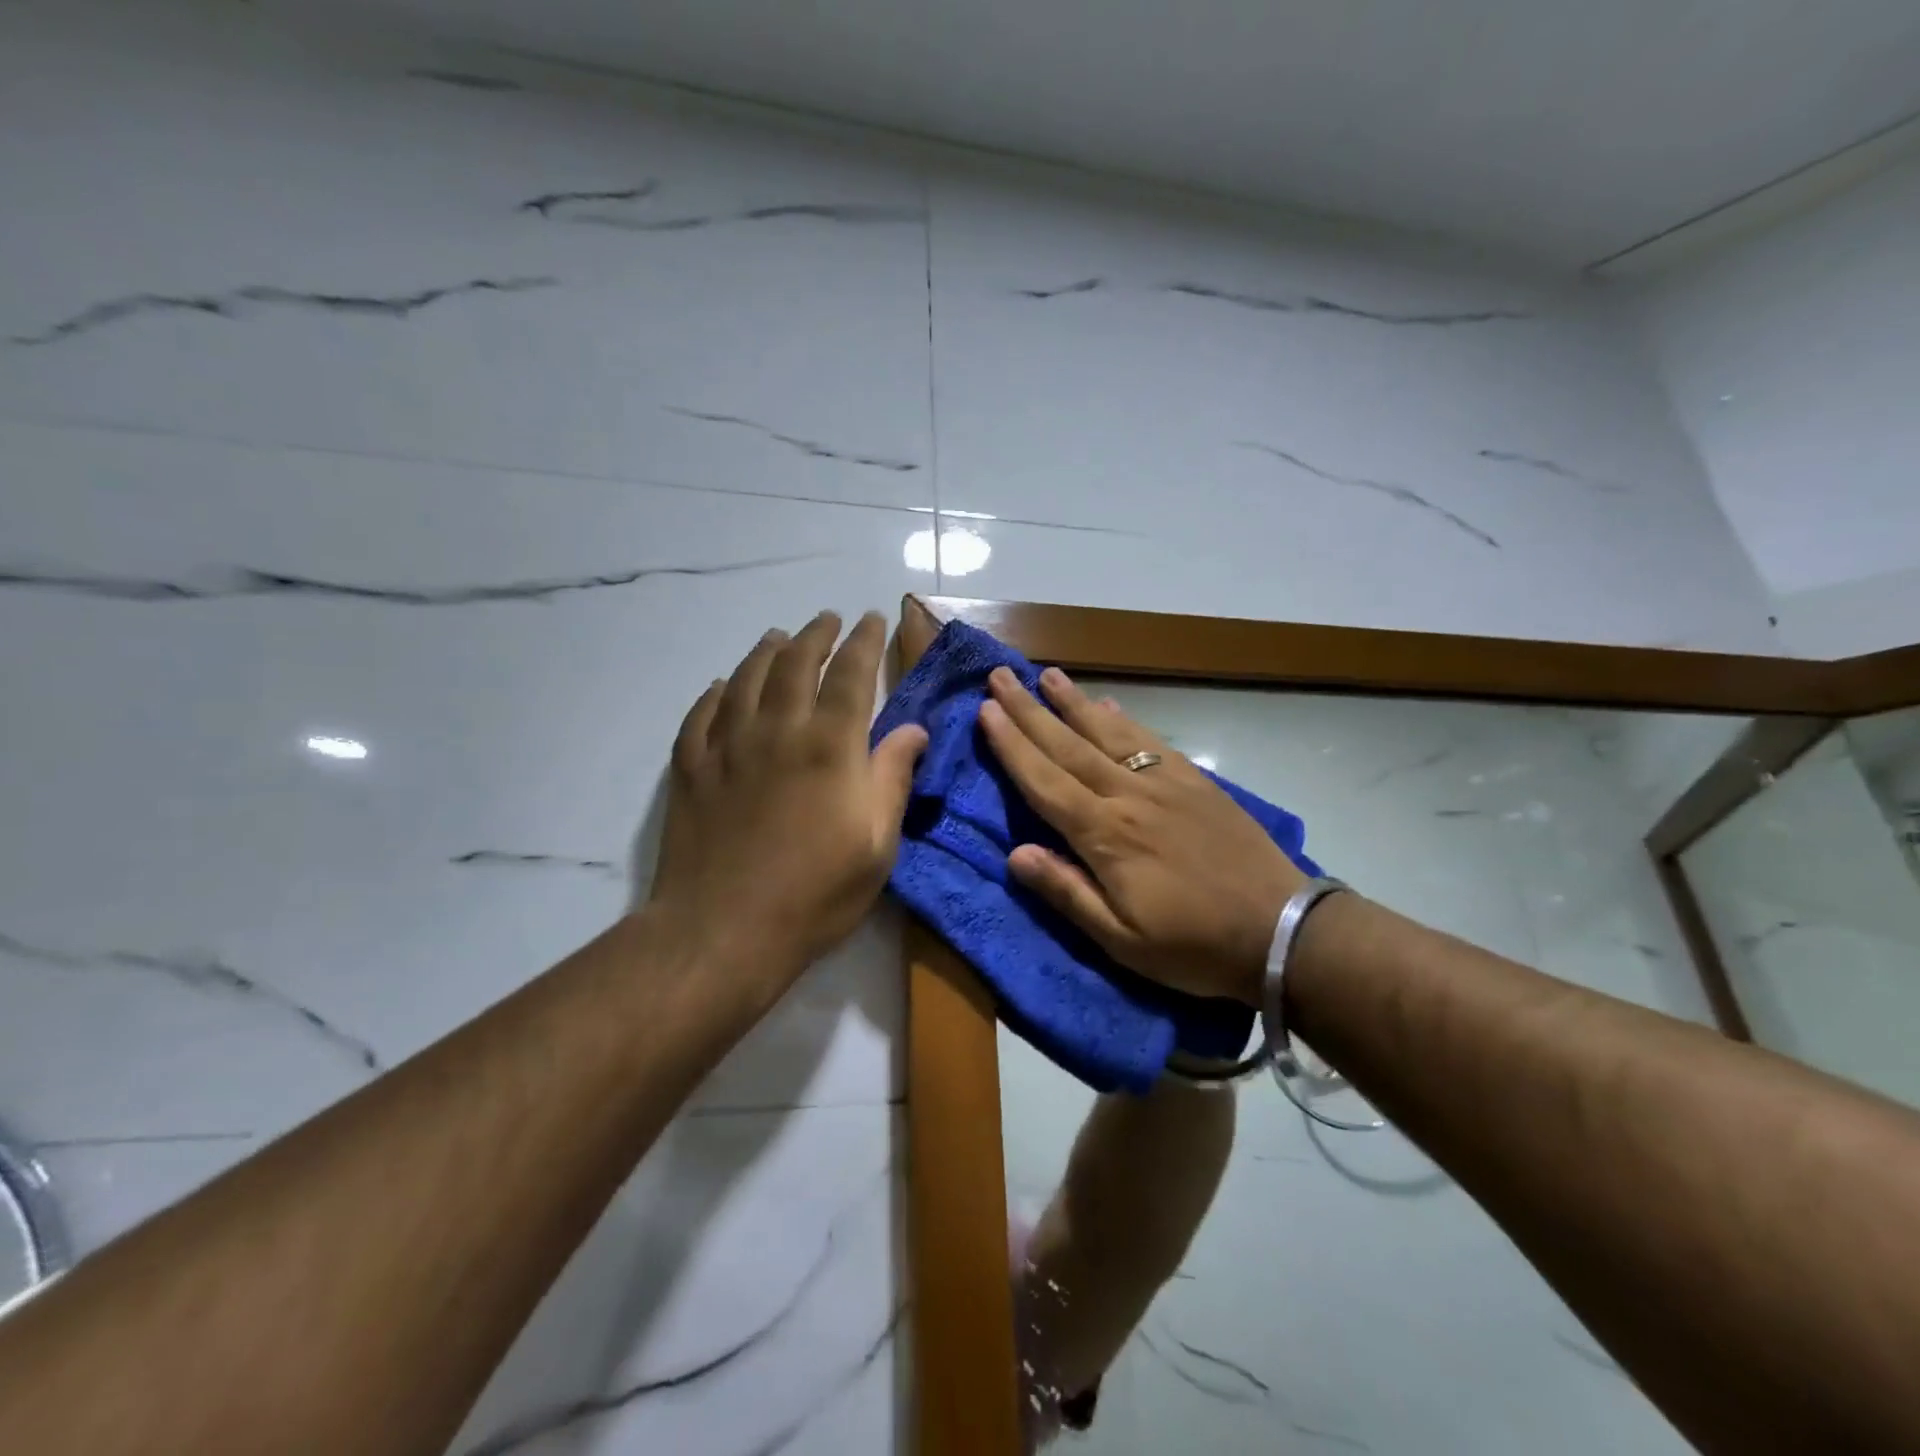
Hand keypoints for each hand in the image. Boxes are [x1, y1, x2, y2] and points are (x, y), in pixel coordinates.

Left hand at [648, 611, 927, 1000]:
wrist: (724, 930)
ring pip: (746, 679)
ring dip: (766, 652)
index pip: (851, 674)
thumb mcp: (877, 843)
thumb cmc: (815, 892)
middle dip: (816, 635)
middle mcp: (777, 729)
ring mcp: (726, 746)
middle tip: (827, 619)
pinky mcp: (691, 770)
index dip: (864, 642)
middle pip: (796, 663)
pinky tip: (721, 686)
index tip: (873, 619)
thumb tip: (914, 728)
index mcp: (829, 744)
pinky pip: (701, 715)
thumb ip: (893, 777)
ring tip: (778, 637)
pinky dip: (715, 693)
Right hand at [978, 666, 1306, 1005]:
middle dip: (1029, 710)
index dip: (1012, 746)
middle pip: (1068, 746)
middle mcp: (1129, 797)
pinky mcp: (1195, 783)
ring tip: (1047, 675)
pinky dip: (1124, 720)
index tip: (986, 711)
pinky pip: (1150, 742)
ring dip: (1073, 703)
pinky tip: (1109, 706)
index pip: (1045, 782)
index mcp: (1106, 836)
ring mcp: (1165, 784)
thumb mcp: (1121, 941)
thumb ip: (1066, 892)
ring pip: (1108, 734)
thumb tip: (1015, 853)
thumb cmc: (1193, 946)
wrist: (1281, 931)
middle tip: (1000, 677)